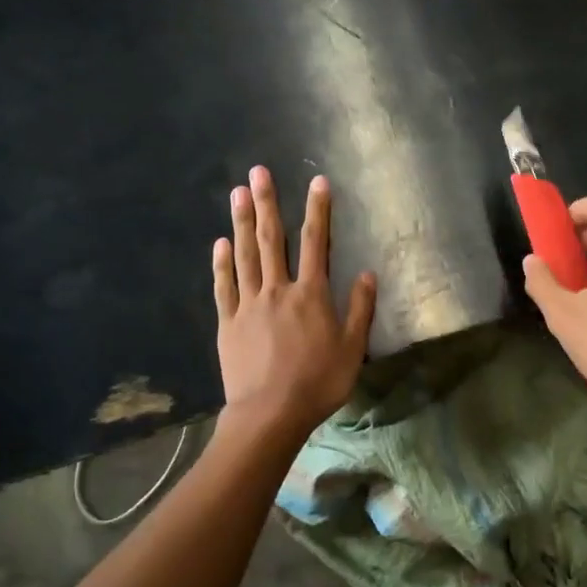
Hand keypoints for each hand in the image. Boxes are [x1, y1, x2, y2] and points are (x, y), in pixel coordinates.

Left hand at [214, 166, 375, 440]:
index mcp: (311, 295)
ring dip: (240, 222)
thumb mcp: (352, 349)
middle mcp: (278, 290)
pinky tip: (219, 243)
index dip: (318, 211)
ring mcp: (249, 304)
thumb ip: (360, 309)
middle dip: (266, 203)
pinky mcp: (228, 322)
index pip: (315, 243)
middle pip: (271, 239)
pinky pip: (224, 286)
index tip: (318, 182)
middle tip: (257, 172)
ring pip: (244, 256)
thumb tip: (368, 274)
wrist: (270, 414)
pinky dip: (221, 263)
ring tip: (237, 193)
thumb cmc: (318, 383)